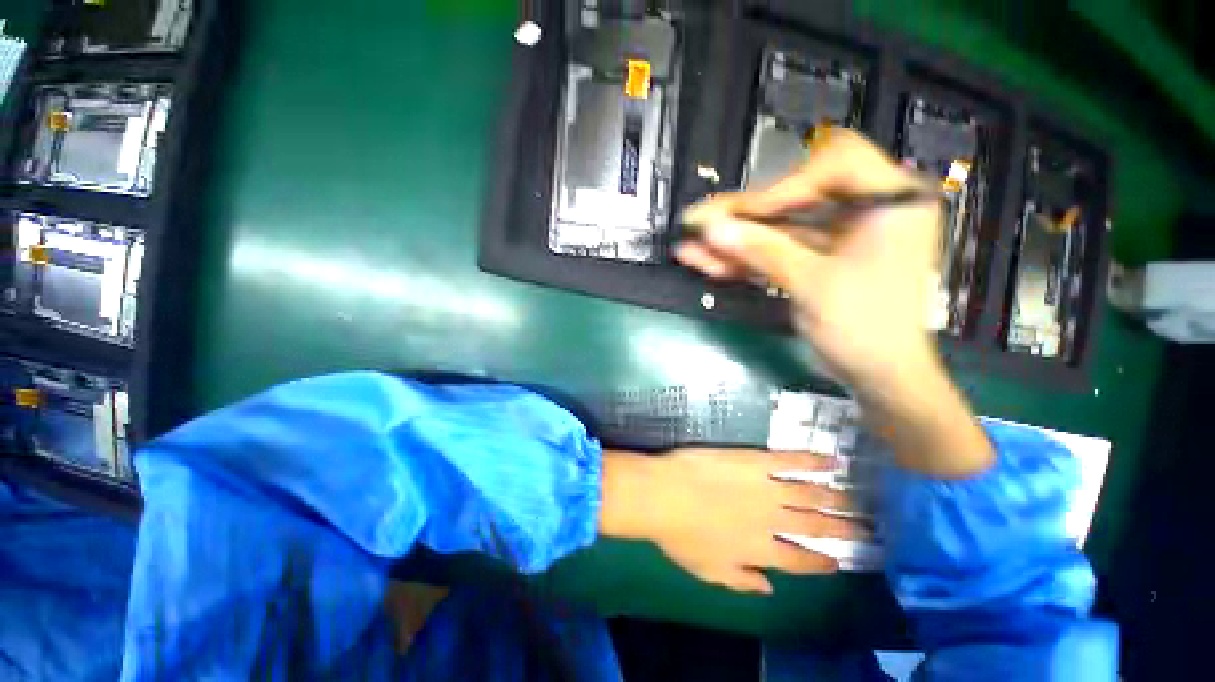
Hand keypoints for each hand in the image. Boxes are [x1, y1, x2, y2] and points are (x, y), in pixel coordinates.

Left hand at [600, 448, 864, 594]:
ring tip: (855, 498)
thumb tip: (768, 589)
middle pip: (815, 526)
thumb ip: (742, 582)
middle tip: (865, 529)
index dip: (820, 562)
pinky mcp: (755, 460)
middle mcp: (773, 521)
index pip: (800, 560)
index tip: (837, 562)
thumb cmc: (680, 536)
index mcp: (761, 551)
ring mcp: (767, 488)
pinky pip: (791, 460)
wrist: (664, 494)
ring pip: (811, 494)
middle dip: (842, 529)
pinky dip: (813, 460)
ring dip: (836, 497)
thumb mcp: (709, 571)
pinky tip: (832, 459)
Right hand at [676, 129, 941, 402]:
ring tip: (691, 247)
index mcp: (889, 202)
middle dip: (744, 216)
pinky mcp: (813, 261)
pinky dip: (743, 259)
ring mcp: (834, 238)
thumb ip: (762, 251)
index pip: (835, 163)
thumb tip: (712, 228)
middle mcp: (862, 211)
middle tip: (699, 223)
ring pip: (776, 229)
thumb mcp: (813, 285)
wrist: (878, 378)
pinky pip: (775, 252)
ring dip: (734, 241)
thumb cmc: (865, 329)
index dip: (784, 186)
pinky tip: (707, 262)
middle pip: (794, 198)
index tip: (745, 213)